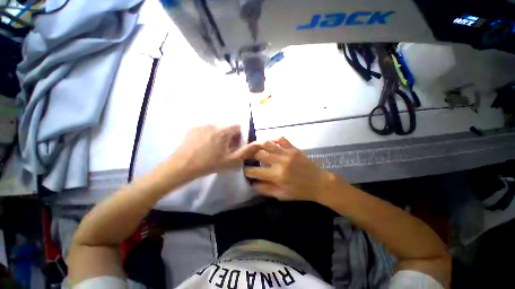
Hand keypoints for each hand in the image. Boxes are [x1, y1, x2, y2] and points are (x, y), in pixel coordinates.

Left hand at [172, 125, 260, 177]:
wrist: (182, 166)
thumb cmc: (209, 164)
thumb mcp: (230, 160)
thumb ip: (246, 151)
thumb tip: (258, 143)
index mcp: (224, 131)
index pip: (238, 127)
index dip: (239, 137)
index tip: (234, 146)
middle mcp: (213, 124)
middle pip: (227, 128)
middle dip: (229, 137)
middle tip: (223, 150)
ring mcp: (202, 125)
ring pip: (217, 128)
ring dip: (219, 136)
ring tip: (212, 149)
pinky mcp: (193, 129)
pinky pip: (206, 129)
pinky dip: (209, 136)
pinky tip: (202, 146)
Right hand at [244, 137, 333, 201]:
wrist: (319, 183)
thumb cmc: (300, 191)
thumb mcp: (282, 195)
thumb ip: (265, 189)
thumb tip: (252, 184)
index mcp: (277, 175)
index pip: (255, 171)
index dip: (246, 170)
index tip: (243, 170)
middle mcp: (280, 162)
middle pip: (259, 153)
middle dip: (248, 154)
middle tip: (245, 156)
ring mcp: (287, 153)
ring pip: (267, 143)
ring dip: (257, 145)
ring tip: (253, 147)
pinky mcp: (293, 148)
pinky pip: (281, 138)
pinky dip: (273, 139)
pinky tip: (269, 143)